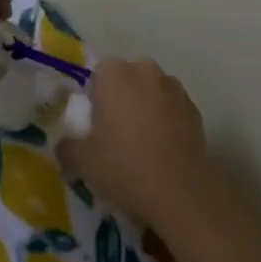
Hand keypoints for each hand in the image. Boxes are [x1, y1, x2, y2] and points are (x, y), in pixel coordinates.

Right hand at [61, 58, 214, 230]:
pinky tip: (164, 150)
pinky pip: (173, 109)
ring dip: (147, 107)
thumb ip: (67, 147)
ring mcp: (174, 88)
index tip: (94, 123)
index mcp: (114, 73)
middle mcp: (145, 71)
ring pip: (153, 91)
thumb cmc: (124, 166)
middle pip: (128, 78)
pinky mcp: (195, 109)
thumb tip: (65, 145)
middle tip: (116, 132)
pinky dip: (168, 122)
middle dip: (122, 97)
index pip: (99, 73)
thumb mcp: (82, 162)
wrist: (181, 191)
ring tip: (143, 143)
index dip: (95, 96)